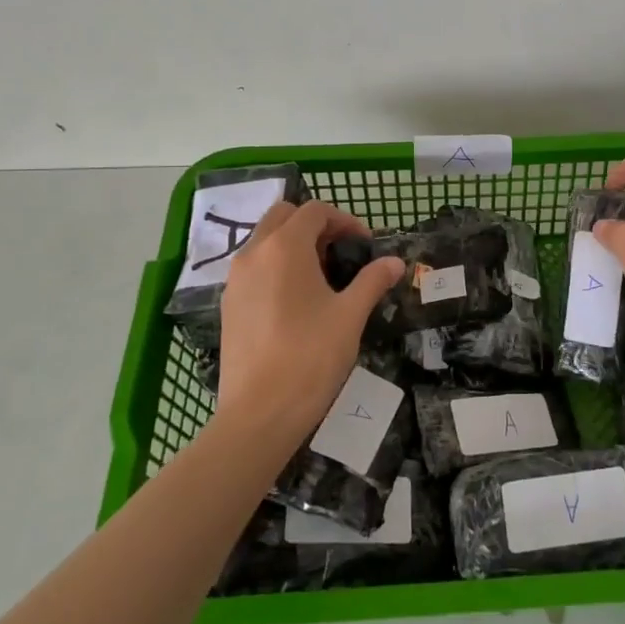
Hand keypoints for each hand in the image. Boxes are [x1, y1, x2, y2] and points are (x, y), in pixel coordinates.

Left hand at [217, 201, 403, 446]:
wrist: (259, 412)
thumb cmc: (311, 356)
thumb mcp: (350, 315)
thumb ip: (372, 281)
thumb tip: (395, 263)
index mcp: (284, 248)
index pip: (314, 211)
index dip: (344, 220)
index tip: (364, 245)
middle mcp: (254, 254)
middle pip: (283, 216)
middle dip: (315, 226)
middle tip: (341, 254)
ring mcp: (236, 280)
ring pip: (265, 241)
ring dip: (294, 245)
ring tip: (322, 279)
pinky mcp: (229, 304)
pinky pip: (254, 268)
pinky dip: (276, 267)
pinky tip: (296, 302)